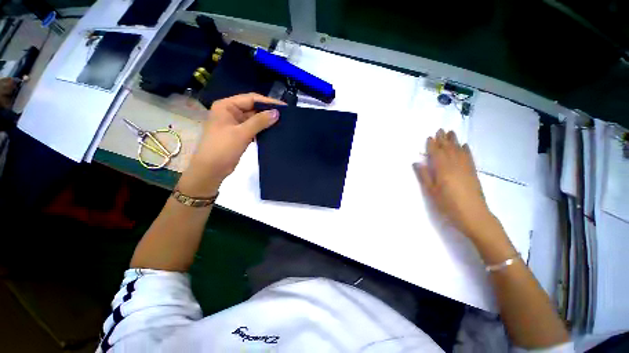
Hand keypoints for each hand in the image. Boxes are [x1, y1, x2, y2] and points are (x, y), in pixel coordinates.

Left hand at [178, 93, 283, 195]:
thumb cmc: (223, 148)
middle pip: (252, 108)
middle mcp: (230, 112)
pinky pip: (252, 128)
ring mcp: (234, 124)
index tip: (284, 107)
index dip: (268, 102)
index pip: (250, 99)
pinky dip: (262, 130)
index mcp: (226, 106)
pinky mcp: (238, 134)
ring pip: (254, 119)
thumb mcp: (242, 133)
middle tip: (285, 116)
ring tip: (282, 123)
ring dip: (266, 122)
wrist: (211, 170)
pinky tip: (273, 132)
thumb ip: (259, 121)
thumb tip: (276, 112)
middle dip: (268, 112)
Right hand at [414, 129, 496, 239]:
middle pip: (448, 149)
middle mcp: (454, 165)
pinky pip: (469, 157)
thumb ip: (424, 176)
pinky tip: (465, 145)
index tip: (429, 137)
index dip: (432, 145)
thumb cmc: (447, 204)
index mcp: (442, 169)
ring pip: (459, 150)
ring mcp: (465, 168)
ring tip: (451, 133)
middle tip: (440, 129)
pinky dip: (466, 150)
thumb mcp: (431, 191)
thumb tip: (416, 163)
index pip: (436, 153)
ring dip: (454, 141)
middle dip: (443, 139)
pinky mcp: (473, 172)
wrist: (473, 214)